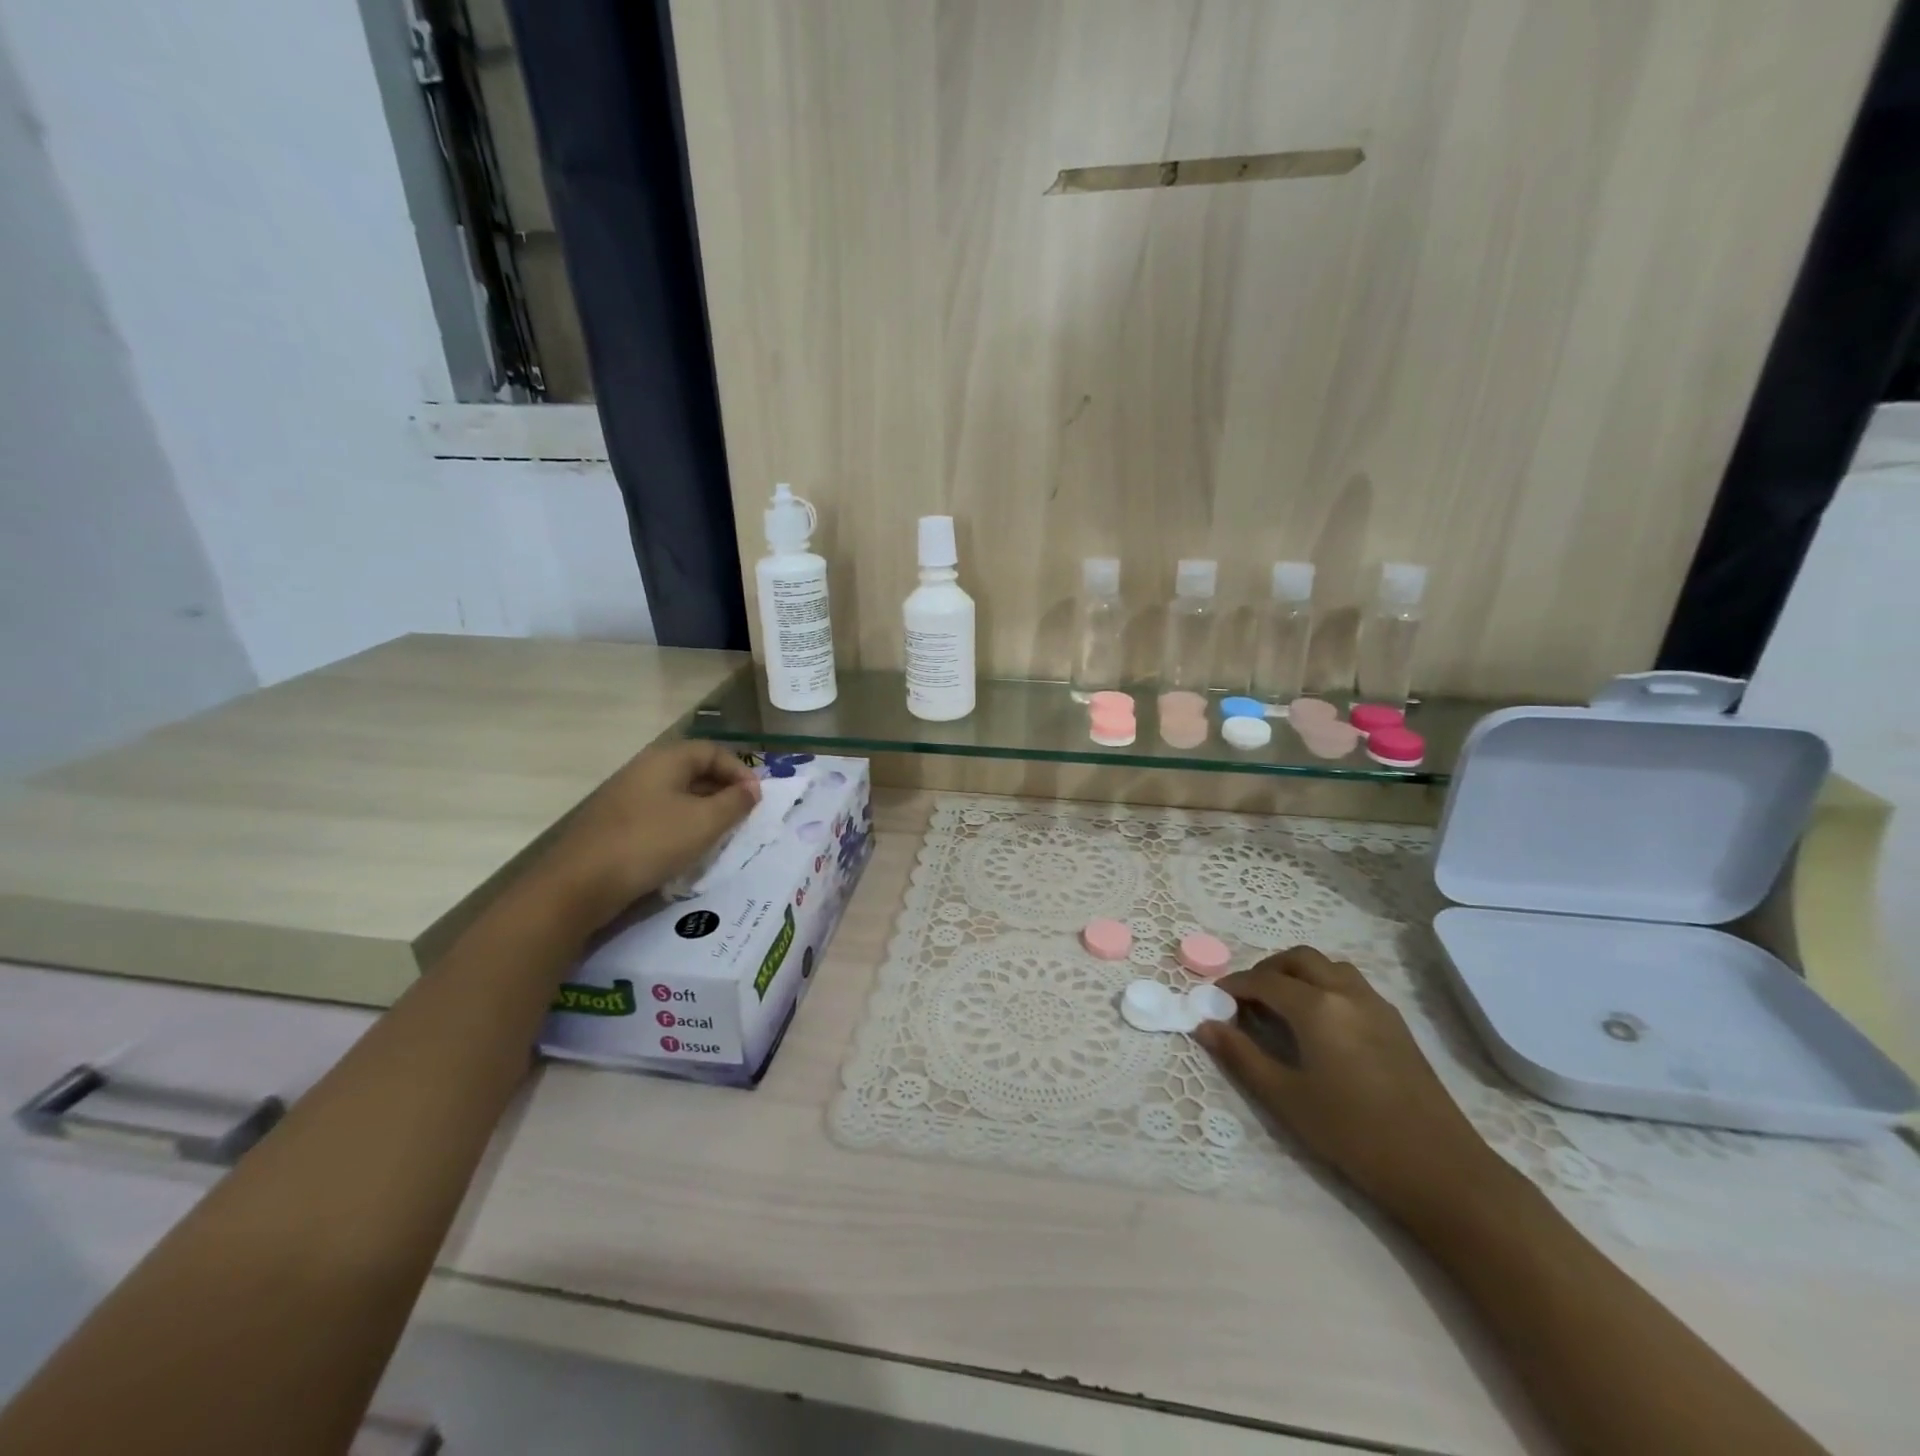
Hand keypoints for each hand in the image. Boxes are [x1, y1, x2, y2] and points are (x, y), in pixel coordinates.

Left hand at [537, 739, 759, 927]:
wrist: (580, 884)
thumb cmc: (650, 843)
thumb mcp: (704, 823)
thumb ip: (735, 802)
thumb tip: (752, 789)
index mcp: (665, 760)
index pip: (713, 751)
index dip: (740, 771)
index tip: (756, 799)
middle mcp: (644, 770)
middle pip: (694, 771)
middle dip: (724, 792)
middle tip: (742, 819)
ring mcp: (626, 797)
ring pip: (677, 796)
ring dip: (704, 812)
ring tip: (720, 837)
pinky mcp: (616, 824)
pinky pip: (659, 815)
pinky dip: (681, 827)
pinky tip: (687, 851)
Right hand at [1196, 946, 1496, 1222]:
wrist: (1440, 1170)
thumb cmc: (1353, 1134)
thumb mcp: (1286, 1098)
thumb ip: (1241, 1056)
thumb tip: (1204, 1026)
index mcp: (1316, 1007)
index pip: (1264, 981)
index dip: (1234, 986)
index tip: (1214, 1000)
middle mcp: (1346, 993)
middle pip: (1298, 959)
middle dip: (1266, 970)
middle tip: (1246, 999)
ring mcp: (1376, 1005)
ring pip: (1329, 967)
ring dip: (1298, 973)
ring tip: (1281, 1005)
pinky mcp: (1396, 1024)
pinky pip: (1351, 983)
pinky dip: (1324, 985)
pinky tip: (1319, 1023)